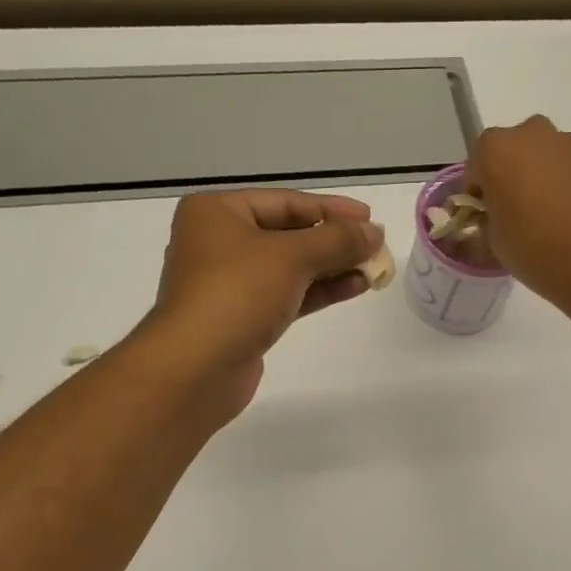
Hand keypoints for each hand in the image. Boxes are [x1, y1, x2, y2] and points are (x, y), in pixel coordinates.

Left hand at [138, 190, 383, 413]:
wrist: (195, 368)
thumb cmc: (236, 294)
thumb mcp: (292, 256)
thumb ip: (337, 240)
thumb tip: (374, 232)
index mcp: (216, 213)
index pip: (284, 201)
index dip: (330, 208)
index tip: (369, 217)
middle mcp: (218, 242)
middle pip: (287, 233)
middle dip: (333, 240)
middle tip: (374, 244)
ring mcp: (229, 283)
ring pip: (290, 266)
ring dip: (332, 266)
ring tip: (373, 268)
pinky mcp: (242, 317)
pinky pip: (287, 294)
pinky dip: (319, 290)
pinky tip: (355, 287)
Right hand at [465, 116, 570, 307]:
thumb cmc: (534, 248)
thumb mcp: (493, 240)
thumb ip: (488, 218)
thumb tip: (494, 217)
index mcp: (495, 149)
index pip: (476, 170)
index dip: (479, 196)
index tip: (487, 218)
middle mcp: (531, 134)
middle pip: (511, 154)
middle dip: (510, 178)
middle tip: (516, 213)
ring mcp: (568, 143)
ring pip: (542, 158)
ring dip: (539, 178)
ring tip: (547, 216)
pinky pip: (568, 168)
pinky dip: (564, 184)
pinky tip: (570, 215)